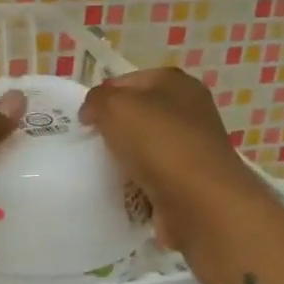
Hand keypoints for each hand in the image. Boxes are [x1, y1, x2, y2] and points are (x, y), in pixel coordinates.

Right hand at [78, 67, 262, 252]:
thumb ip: (96, 100)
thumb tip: (92, 112)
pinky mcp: (189, 180)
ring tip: (102, 170)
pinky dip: (137, 183)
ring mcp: (191, 147)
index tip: (84, 120)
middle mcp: (189, 110)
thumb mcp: (114, 106)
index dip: (102, 97)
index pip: (127, 81)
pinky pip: (152, 176)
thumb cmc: (158, 142)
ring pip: (144, 147)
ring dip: (123, 158)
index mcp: (175, 83)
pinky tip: (123, 189)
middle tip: (89, 144)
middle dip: (112, 128)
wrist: (199, 202)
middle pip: (137, 115)